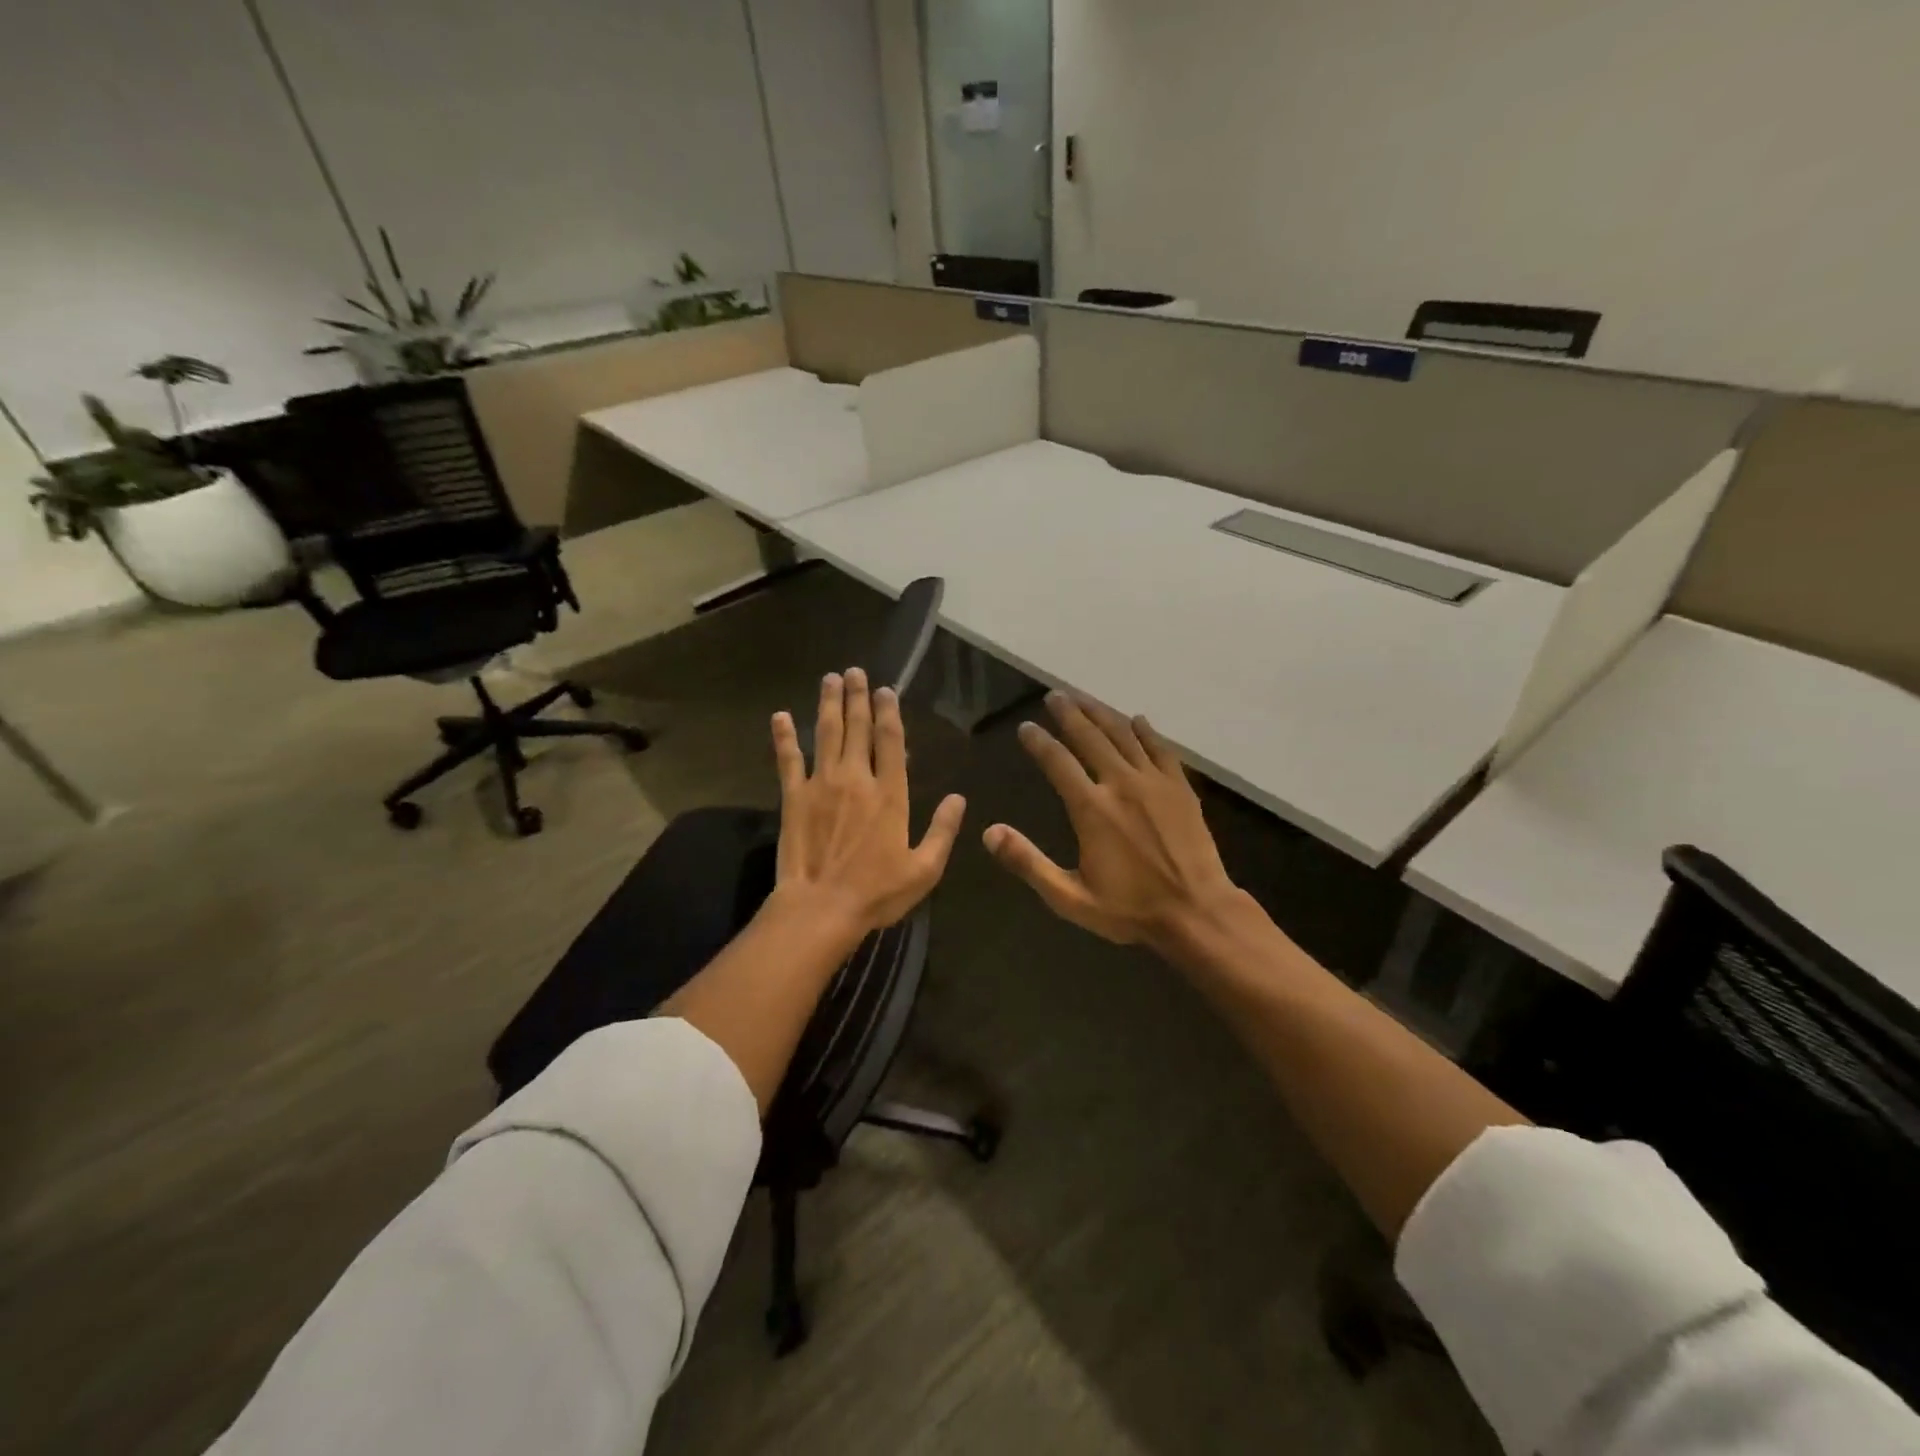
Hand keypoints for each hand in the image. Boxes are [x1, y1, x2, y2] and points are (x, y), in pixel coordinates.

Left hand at [771, 667, 966, 936]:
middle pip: (857, 728)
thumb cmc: (877, 892)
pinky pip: (788, 760)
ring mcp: (821, 784)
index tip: (886, 690)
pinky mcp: (793, 797)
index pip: (890, 741)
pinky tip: (780, 716)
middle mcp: (856, 779)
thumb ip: (943, 830)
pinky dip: (784, 737)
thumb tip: (958, 798)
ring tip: (829, 679)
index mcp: (890, 794)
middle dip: (858, 697)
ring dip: (828, 704)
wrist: (822, 908)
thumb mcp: (924, 869)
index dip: (889, 712)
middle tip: (855, 672)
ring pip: (826, 734)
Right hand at [984, 692, 1240, 949]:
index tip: (1025, 727)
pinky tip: (1137, 720)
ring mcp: (1155, 783)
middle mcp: (1121, 784)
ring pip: (1125, 734)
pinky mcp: (1181, 788)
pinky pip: (1161, 748)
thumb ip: (1028, 862)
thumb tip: (989, 832)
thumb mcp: (1070, 897)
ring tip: (1085, 699)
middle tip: (1055, 696)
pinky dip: (1146, 731)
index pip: (1057, 762)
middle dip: (1069, 713)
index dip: (1038, 742)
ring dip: (1102, 713)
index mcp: (1091, 809)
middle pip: (1091, 737)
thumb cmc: (1129, 909)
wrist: (1196, 912)